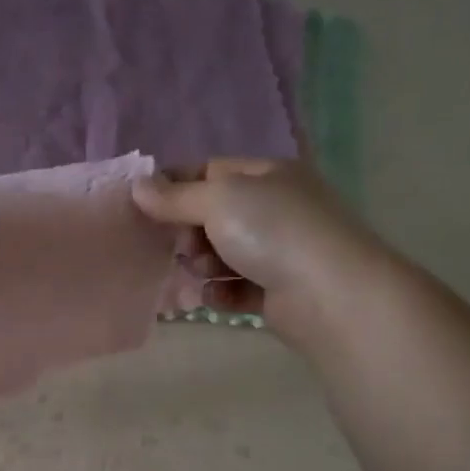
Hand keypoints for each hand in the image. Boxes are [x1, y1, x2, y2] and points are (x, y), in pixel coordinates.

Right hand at [132, 159, 390, 343]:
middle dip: (188, 233)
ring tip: (204, 275)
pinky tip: (217, 299)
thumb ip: (175, 196)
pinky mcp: (278, 291)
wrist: (331, 295)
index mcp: (268, 175)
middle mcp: (275, 208)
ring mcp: (279, 251)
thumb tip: (138, 186)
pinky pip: (236, 289)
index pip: (210, 171)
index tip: (145, 208)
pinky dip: (221, 294)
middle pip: (213, 216)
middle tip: (182, 247)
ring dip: (203, 267)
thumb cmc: (274, 232)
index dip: (175, 187)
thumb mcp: (219, 200)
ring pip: (222, 255)